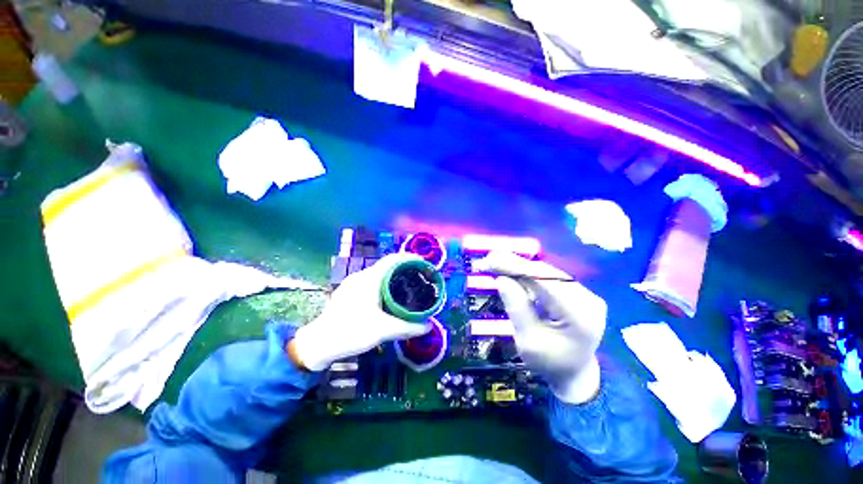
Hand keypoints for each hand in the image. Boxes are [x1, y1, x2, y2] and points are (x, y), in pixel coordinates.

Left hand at [289, 253, 432, 370]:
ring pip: (377, 274)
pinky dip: (382, 284)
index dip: (409, 257)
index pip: (392, 259)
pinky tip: (386, 297)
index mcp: (370, 279)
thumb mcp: (383, 331)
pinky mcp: (346, 292)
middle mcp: (360, 276)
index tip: (423, 263)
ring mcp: (351, 284)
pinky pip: (369, 282)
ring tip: (405, 286)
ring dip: (392, 276)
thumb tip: (428, 326)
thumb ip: (408, 328)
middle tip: (418, 277)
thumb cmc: (351, 332)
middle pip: (386, 265)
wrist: (317, 344)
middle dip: (403, 268)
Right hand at [472, 251, 606, 402]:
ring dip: (520, 267)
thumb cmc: (549, 363)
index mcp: (579, 315)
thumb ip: (517, 308)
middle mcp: (588, 299)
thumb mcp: (527, 340)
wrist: (574, 375)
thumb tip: (502, 278)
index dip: (516, 267)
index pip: (544, 281)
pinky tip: (513, 271)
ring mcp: (586, 295)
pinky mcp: (579, 293)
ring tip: (497, 262)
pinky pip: (550, 279)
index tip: (491, 259)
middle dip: (515, 264)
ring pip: (548, 273)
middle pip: (547, 274)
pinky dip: (529, 275)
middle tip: (490, 258)